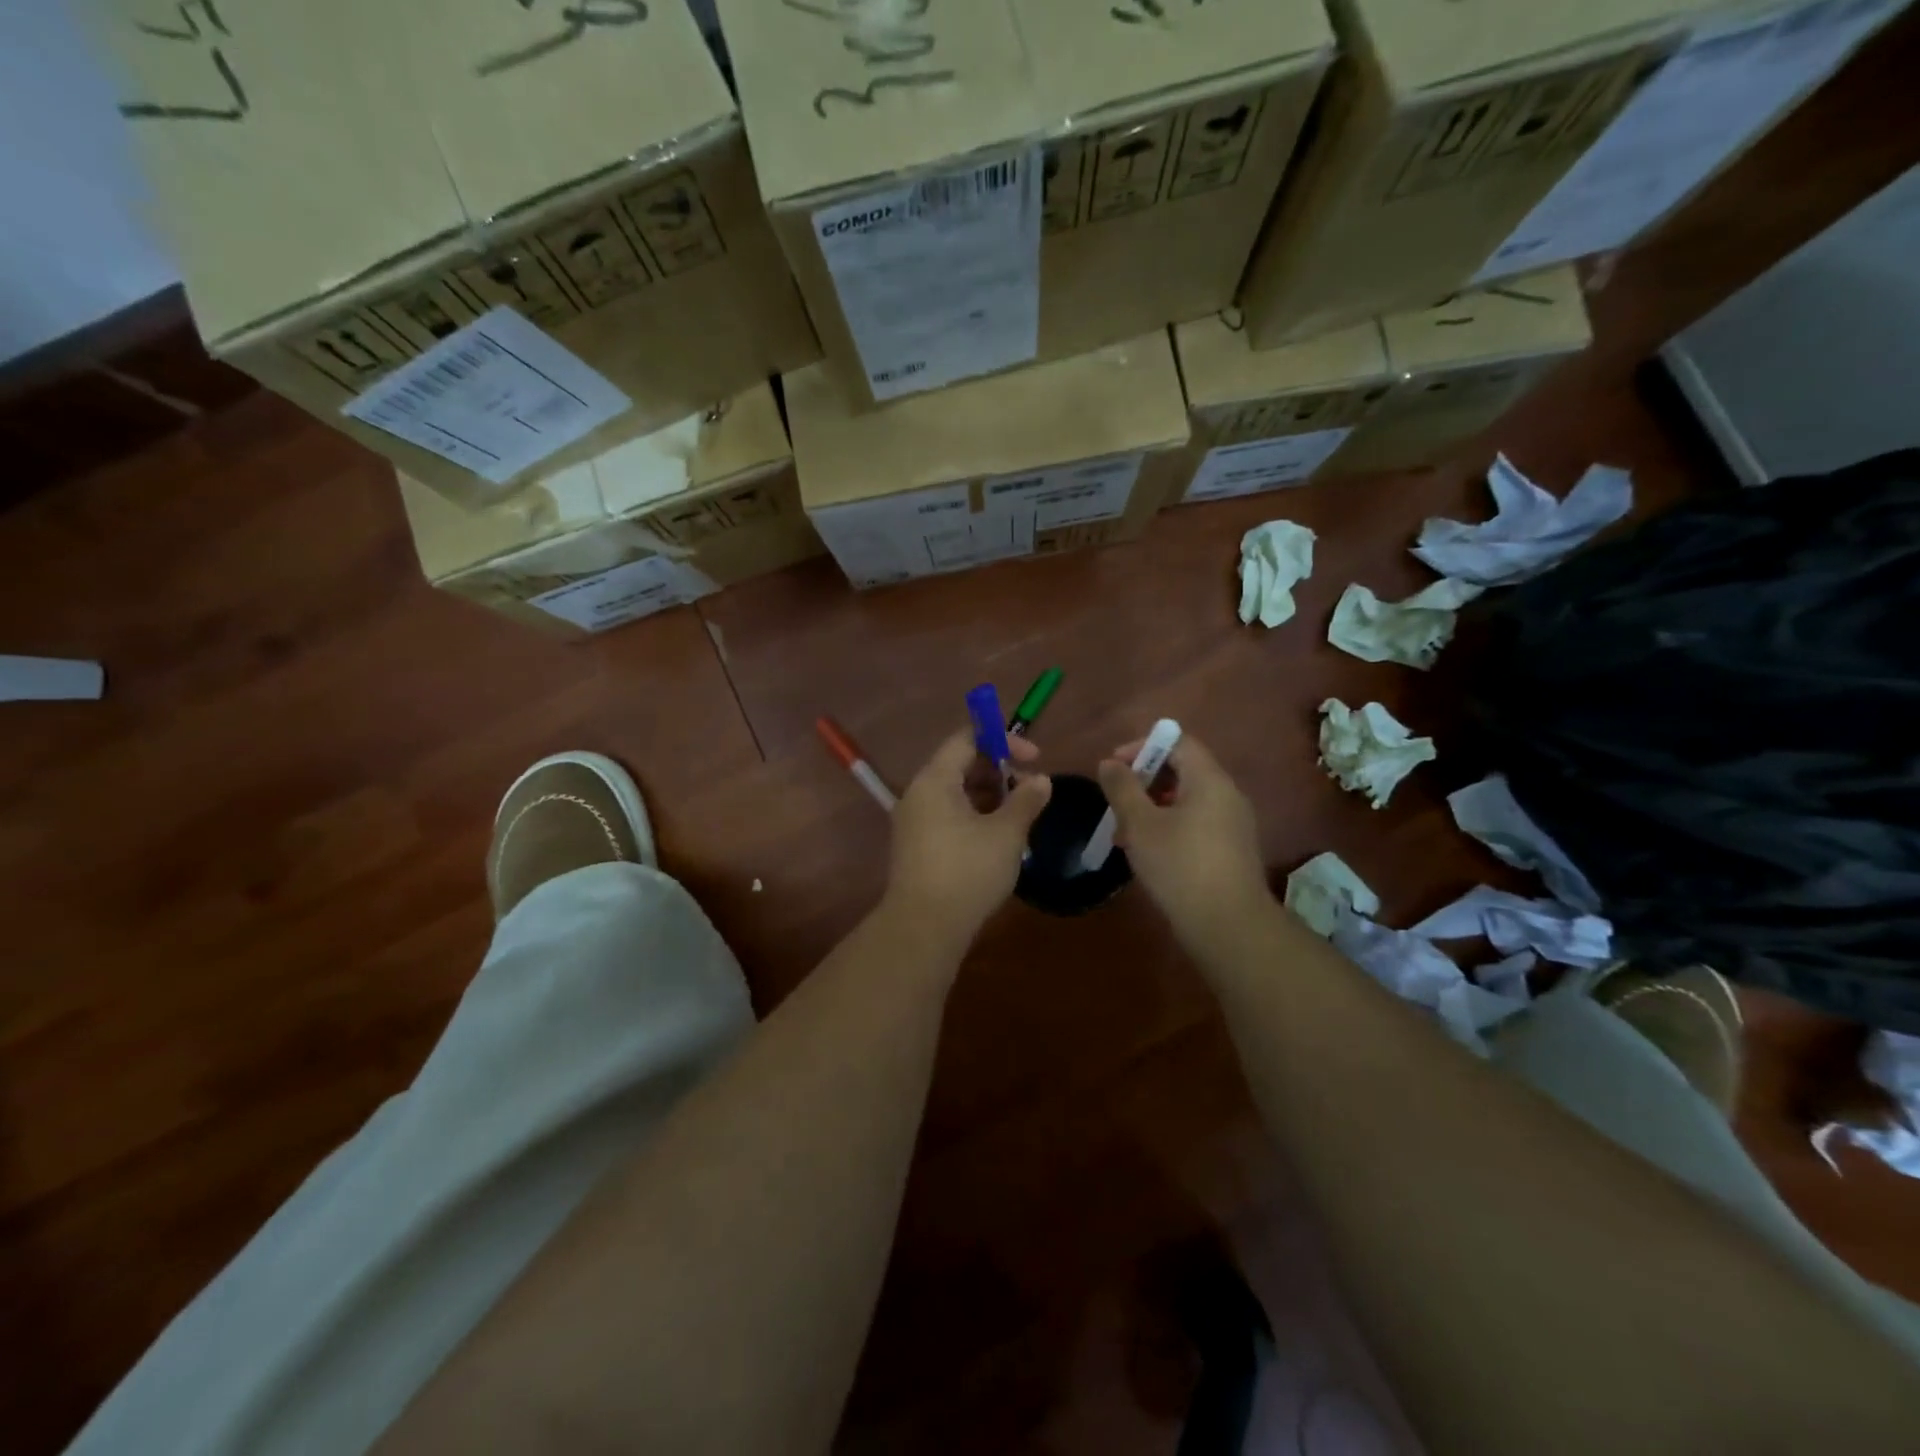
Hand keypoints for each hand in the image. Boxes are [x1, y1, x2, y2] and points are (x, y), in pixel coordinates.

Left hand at [885, 728, 1051, 947]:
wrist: (924, 928)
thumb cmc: (968, 871)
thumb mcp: (1006, 834)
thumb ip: (1026, 800)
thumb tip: (1041, 780)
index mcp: (935, 780)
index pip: (966, 739)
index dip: (1002, 740)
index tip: (1033, 757)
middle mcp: (918, 794)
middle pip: (960, 765)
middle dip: (999, 771)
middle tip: (1030, 790)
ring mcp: (914, 822)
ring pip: (956, 793)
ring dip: (990, 796)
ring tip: (1020, 817)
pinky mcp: (917, 846)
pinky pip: (948, 816)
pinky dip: (975, 816)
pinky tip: (999, 838)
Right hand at [1097, 734, 1270, 942]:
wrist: (1228, 925)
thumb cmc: (1180, 866)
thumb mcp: (1140, 825)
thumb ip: (1122, 788)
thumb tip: (1109, 763)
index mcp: (1209, 780)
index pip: (1177, 742)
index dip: (1142, 747)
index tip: (1114, 768)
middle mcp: (1227, 794)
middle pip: (1182, 770)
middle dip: (1143, 781)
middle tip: (1116, 802)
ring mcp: (1234, 824)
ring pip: (1187, 800)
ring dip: (1152, 807)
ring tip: (1125, 833)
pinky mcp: (1232, 850)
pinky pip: (1197, 823)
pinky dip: (1169, 826)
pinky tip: (1148, 853)